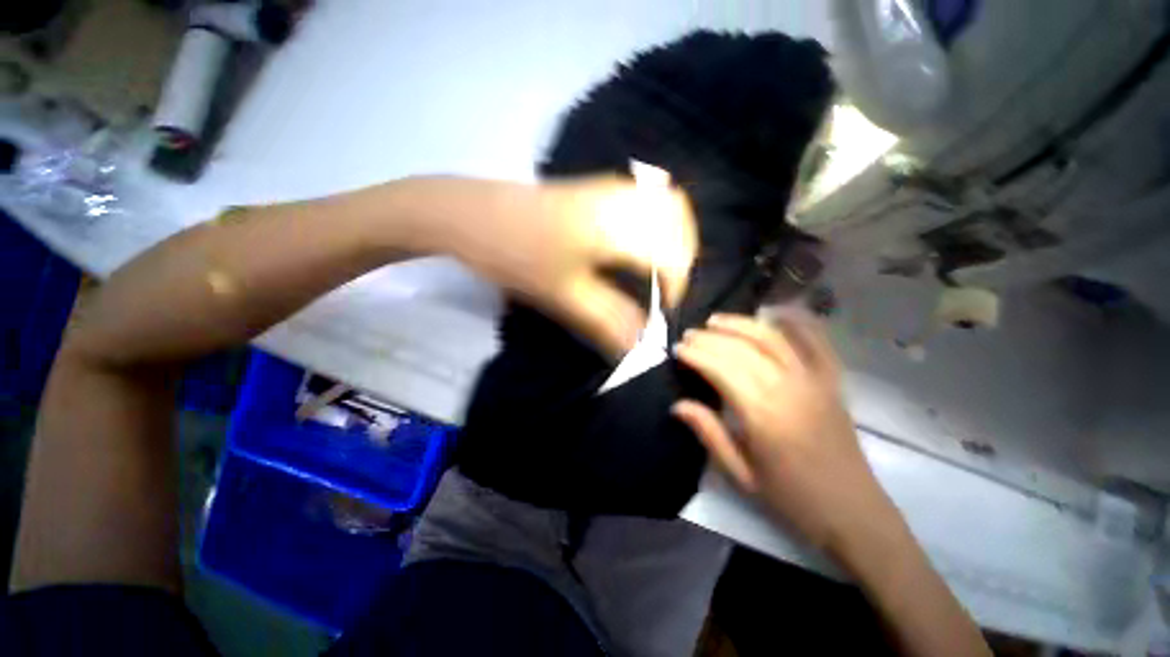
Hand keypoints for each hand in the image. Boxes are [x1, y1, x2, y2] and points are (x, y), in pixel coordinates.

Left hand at [404, 176, 696, 356]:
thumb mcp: (562, 296)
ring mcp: (605, 186)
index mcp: (620, 224)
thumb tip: (644, 348)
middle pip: (675, 214)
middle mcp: (621, 197)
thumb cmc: (515, 254)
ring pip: (658, 200)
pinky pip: (638, 196)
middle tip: (665, 287)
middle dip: (682, 253)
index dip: (674, 287)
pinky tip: (632, 244)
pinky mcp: (589, 187)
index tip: (662, 313)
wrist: (467, 214)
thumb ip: (609, 321)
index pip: (671, 254)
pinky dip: (649, 219)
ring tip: (654, 268)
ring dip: (668, 233)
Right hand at [671, 311, 897, 554]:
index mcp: (761, 414)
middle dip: (713, 337)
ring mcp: (814, 377)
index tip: (678, 349)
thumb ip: (712, 437)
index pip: (722, 369)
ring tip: (718, 320)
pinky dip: (795, 320)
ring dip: (743, 324)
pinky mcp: (832, 378)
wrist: (845, 503)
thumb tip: (680, 405)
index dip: (697, 354)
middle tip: (690, 335)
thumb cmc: (790, 498)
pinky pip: (815, 338)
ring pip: (774, 337)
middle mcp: (787, 385)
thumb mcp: (743, 478)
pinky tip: (775, 313)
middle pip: (744, 348)